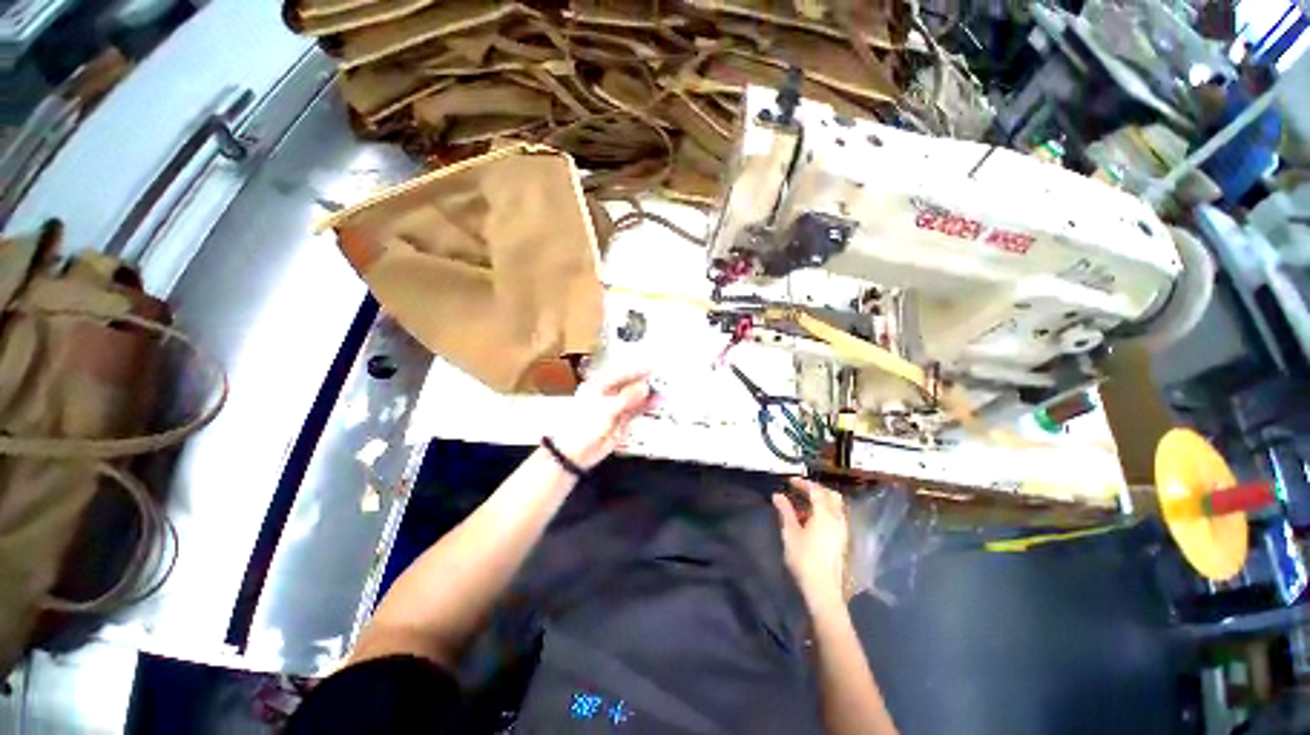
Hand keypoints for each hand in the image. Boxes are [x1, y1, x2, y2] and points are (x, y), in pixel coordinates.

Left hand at [549, 370, 654, 469]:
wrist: (574, 453)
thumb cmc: (580, 427)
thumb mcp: (605, 408)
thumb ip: (627, 397)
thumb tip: (642, 386)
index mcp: (598, 385)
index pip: (621, 373)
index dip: (636, 370)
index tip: (652, 368)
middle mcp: (607, 395)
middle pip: (630, 385)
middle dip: (645, 383)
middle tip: (661, 381)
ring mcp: (614, 408)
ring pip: (635, 398)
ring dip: (648, 396)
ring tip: (662, 394)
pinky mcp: (620, 421)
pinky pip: (636, 411)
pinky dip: (646, 408)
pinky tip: (655, 404)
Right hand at [774, 477, 849, 607]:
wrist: (822, 589)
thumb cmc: (804, 559)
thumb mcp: (790, 532)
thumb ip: (785, 511)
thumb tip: (778, 495)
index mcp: (825, 514)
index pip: (816, 491)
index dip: (803, 483)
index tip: (790, 481)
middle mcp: (837, 519)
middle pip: (831, 495)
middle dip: (816, 489)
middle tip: (800, 489)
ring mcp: (842, 530)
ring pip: (835, 506)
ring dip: (821, 500)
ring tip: (803, 503)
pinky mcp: (841, 540)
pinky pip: (835, 516)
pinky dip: (824, 510)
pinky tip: (811, 519)